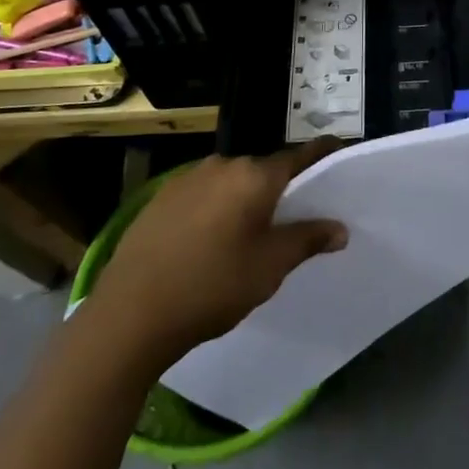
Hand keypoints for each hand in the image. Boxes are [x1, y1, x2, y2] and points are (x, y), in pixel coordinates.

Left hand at [87, 139, 350, 368]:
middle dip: (280, 187)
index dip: (321, 156)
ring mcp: (187, 179)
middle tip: (292, 215)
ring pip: (231, 182)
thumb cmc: (212, 286)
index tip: (337, 153)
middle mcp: (223, 165)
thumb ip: (307, 240)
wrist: (129, 315)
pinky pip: (203, 194)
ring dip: (244, 199)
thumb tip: (340, 228)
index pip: (299, 155)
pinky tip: (209, 240)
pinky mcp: (161, 198)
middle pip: (263, 169)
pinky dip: (215, 208)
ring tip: (248, 233)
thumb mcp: (270, 267)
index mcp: (254, 175)